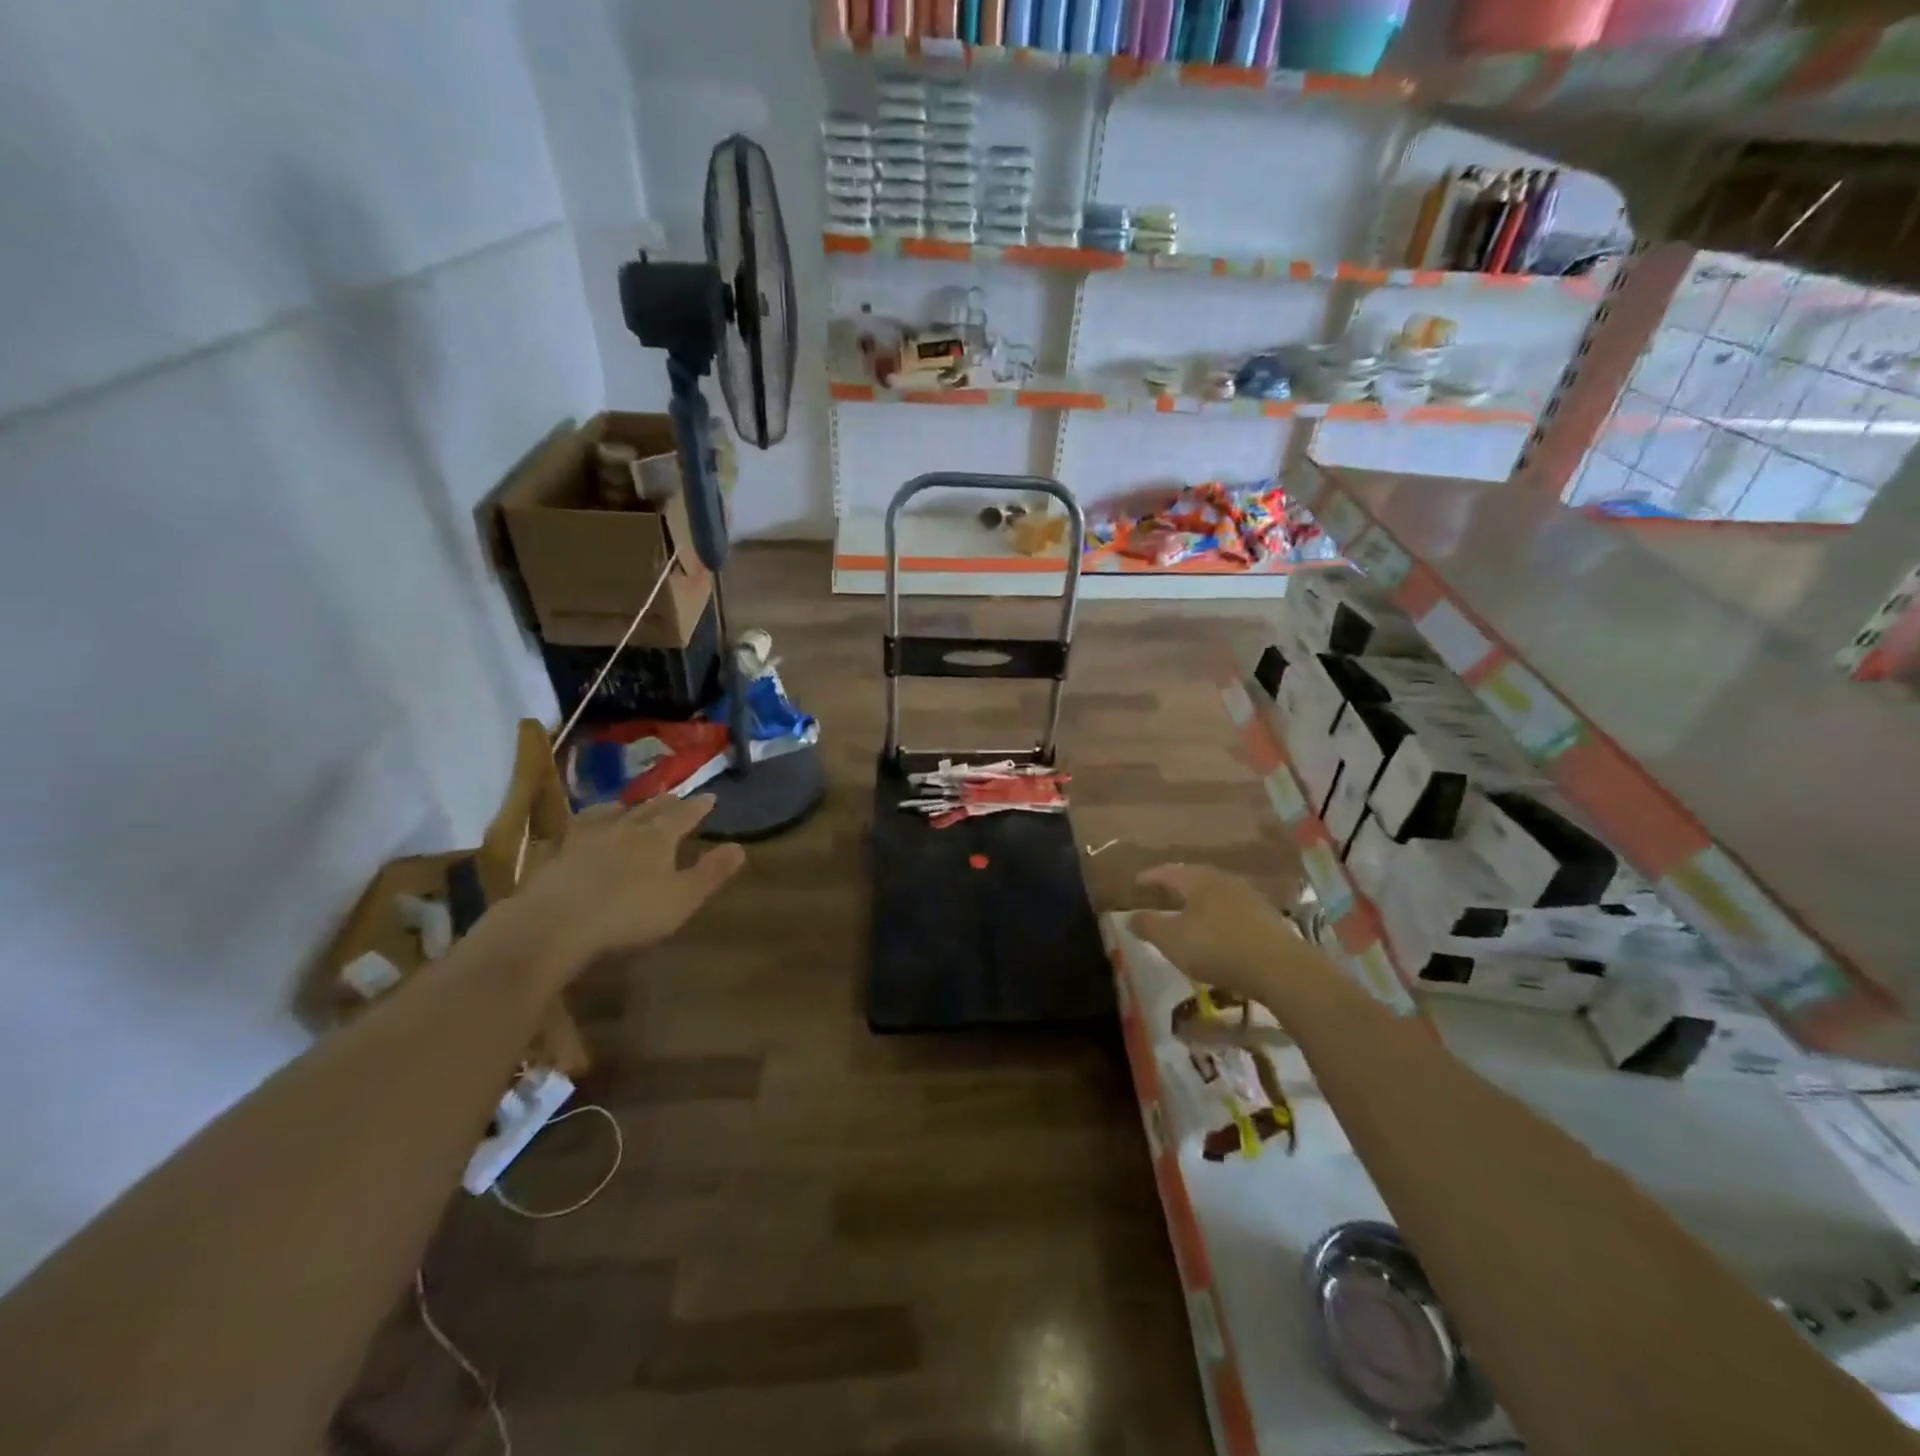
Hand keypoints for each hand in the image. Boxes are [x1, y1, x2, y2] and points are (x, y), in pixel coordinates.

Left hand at [513, 794, 744, 973]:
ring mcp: (585, 838)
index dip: (699, 807)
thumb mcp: (682, 898)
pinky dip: (587, 825)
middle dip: (665, 803)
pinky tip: (582, 831)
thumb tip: (740, 847)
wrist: (553, 925)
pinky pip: (576, 831)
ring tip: (627, 806)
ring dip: (624, 808)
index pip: (684, 815)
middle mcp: (623, 828)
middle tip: (675, 797)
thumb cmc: (629, 914)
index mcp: (657, 837)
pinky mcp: (556, 855)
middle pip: (648, 810)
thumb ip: (711, 872)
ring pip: (610, 814)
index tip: (711, 797)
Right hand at [1128, 864, 1338, 1014]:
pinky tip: (1217, 929)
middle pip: (1194, 877)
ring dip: (1200, 900)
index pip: (1168, 871)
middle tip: (1162, 892)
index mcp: (1198, 880)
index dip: (1150, 877)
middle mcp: (1223, 880)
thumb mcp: (1172, 940)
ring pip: (1216, 892)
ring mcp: (1249, 896)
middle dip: (1176, 885)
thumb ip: (1148, 926)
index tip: (1136, 882)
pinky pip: (1233, 909)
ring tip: (1188, 911)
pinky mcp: (1266, 917)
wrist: (1279, 968)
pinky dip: (1218, 914)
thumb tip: (1129, 916)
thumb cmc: (1217, 948)